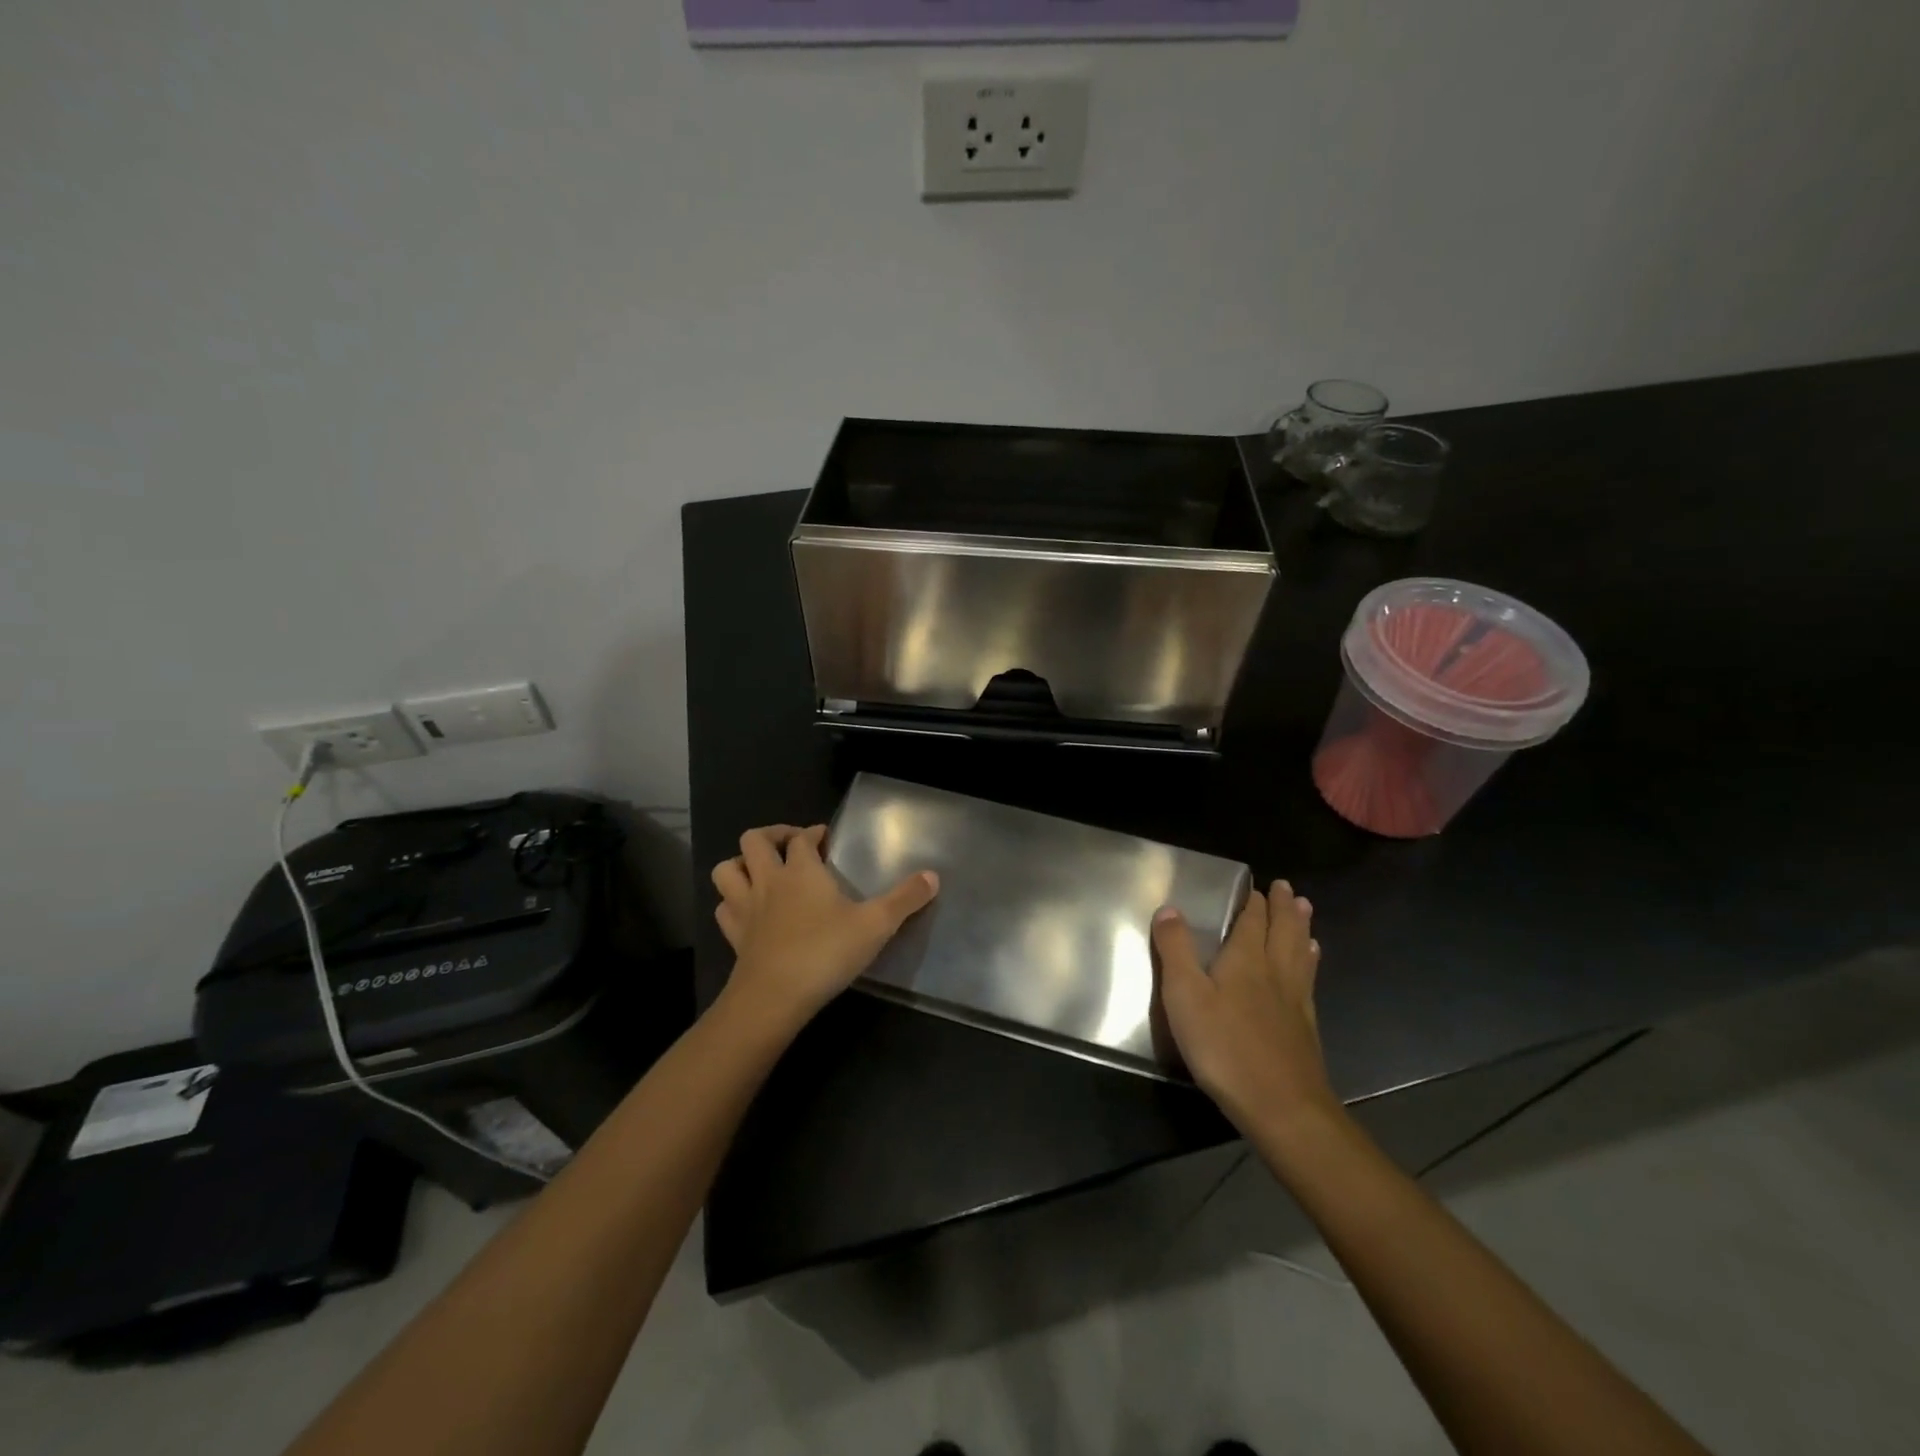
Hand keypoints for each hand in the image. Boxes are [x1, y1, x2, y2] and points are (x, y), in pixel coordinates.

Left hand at [710, 824, 939, 1030]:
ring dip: (741, 863)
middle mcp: (769, 881)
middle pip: (754, 840)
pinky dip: (733, 902)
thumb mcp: (876, 925)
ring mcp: (746, 908)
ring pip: (727, 869)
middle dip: (771, 835)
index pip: (801, 837)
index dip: (812, 832)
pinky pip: (724, 908)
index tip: (825, 837)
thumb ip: (905, 899)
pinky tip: (748, 911)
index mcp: (802, 870)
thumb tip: (934, 876)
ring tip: (762, 871)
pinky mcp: (734, 936)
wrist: (775, 998)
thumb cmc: (826, 952)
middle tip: (791, 845)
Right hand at [1152, 882, 1336, 1135]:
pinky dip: (1309, 961)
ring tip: (1305, 910)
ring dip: (1301, 928)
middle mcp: (1275, 971)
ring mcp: (1295, 1000)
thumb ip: (1176, 950)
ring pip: (1299, 952)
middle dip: (1282, 907)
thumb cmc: (1225, 1047)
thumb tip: (1170, 908)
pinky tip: (1311, 962)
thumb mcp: (1185, 996)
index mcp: (1246, 959)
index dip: (1254, 901)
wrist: (1282, 1107)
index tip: (1255, 885)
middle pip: (1282, 931)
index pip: (1253, 920)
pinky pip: (1308, 980)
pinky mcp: (1305, 1027)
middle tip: (1287, 887)